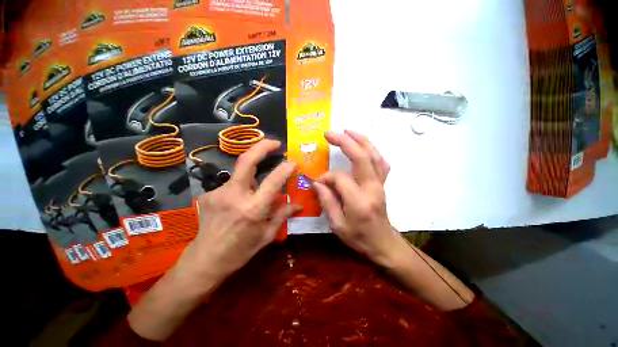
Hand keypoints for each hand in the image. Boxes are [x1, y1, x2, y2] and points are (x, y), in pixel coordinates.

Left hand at [189, 139, 300, 278]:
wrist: (205, 260)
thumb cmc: (240, 251)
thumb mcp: (267, 235)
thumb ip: (283, 215)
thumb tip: (299, 205)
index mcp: (253, 209)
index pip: (272, 181)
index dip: (285, 168)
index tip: (293, 162)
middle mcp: (235, 196)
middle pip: (246, 161)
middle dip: (262, 147)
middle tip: (275, 143)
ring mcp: (219, 192)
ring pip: (240, 173)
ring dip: (252, 176)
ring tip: (256, 190)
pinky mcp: (209, 193)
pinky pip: (232, 184)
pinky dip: (241, 187)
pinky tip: (239, 202)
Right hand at [313, 130, 400, 266]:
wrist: (383, 243)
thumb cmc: (358, 238)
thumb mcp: (337, 225)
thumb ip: (327, 201)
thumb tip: (318, 181)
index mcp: (359, 201)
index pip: (340, 178)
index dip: (327, 176)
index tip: (318, 181)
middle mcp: (372, 188)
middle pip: (361, 157)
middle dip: (345, 142)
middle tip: (330, 134)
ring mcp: (381, 184)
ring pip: (374, 155)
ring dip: (361, 140)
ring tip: (347, 130)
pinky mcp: (383, 183)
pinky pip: (380, 161)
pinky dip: (372, 150)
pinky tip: (364, 145)